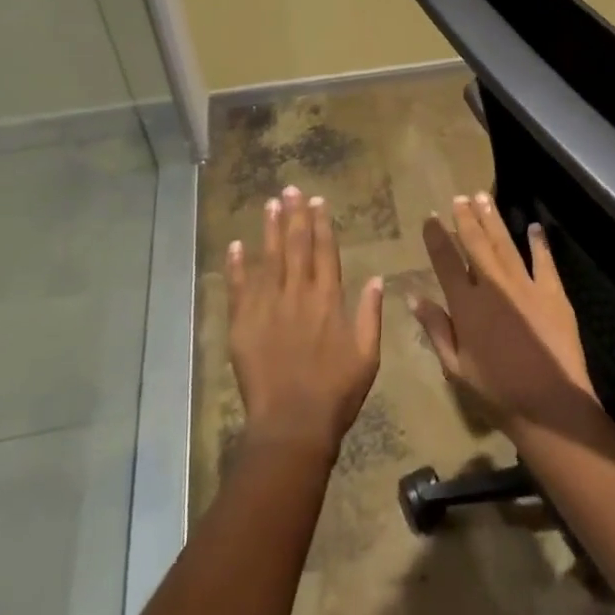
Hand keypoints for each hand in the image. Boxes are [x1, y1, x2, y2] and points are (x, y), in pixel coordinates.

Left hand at [226, 185, 383, 457]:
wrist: (292, 425)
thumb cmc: (336, 393)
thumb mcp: (367, 356)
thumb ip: (370, 315)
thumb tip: (377, 278)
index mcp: (328, 300)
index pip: (325, 252)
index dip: (321, 225)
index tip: (317, 201)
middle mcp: (297, 295)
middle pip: (296, 247)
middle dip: (294, 216)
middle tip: (290, 189)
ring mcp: (267, 307)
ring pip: (268, 259)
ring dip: (269, 230)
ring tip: (269, 203)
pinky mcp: (242, 324)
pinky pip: (238, 288)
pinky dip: (237, 266)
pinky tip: (237, 245)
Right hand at [411, 191, 597, 435]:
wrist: (550, 405)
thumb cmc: (497, 392)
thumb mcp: (455, 368)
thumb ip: (436, 329)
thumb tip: (413, 297)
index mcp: (466, 305)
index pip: (446, 262)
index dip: (437, 237)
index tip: (431, 217)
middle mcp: (493, 286)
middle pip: (476, 244)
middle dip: (466, 219)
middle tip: (460, 197)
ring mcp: (525, 286)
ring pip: (505, 244)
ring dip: (494, 220)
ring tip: (484, 197)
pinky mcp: (553, 293)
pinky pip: (544, 261)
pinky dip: (538, 243)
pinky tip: (534, 227)